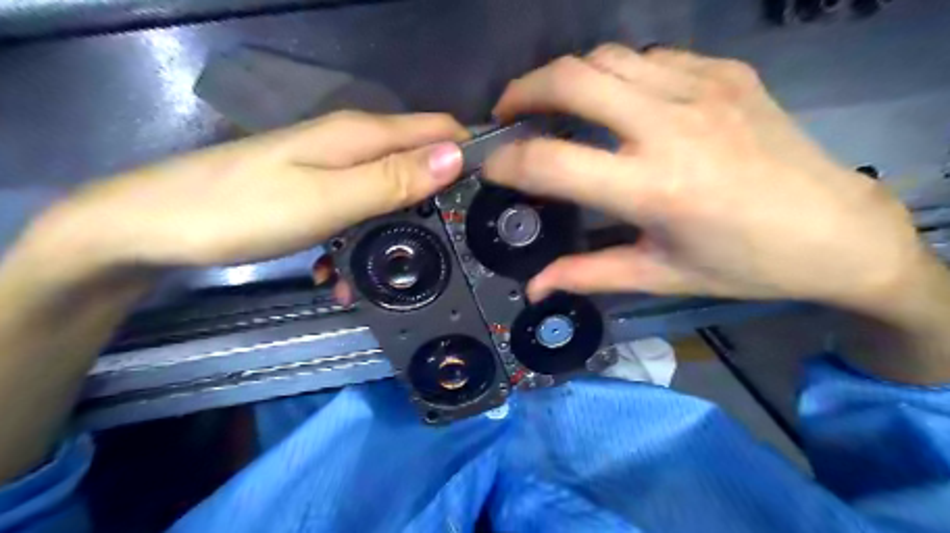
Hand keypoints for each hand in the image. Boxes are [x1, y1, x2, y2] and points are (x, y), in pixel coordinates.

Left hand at [1, 108, 465, 482]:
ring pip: (391, 191)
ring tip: (396, 271)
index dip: (470, 155)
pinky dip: (366, 236)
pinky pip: (359, 209)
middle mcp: (352, 144)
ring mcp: (332, 168)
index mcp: (361, 135)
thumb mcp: (330, 199)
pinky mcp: (315, 192)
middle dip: (441, 199)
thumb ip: (395, 178)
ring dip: (401, 227)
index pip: (439, 130)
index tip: (489, 198)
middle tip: (452, 246)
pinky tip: (350, 269)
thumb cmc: (243, 210)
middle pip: (419, 161)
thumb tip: (456, 156)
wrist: (153, 227)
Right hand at [485, 45, 932, 312]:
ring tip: (556, 104)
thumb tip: (534, 288)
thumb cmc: (744, 265)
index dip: (508, 163)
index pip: (551, 162)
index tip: (492, 168)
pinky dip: (617, 74)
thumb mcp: (658, 275)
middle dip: (523, 91)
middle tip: (509, 113)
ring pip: (607, 57)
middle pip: (572, 79)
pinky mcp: (727, 72)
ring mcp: (704, 89)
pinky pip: (651, 57)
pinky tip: (619, 101)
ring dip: (567, 77)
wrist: (837, 232)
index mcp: (654, 189)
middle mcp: (672, 127)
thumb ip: (587, 274)